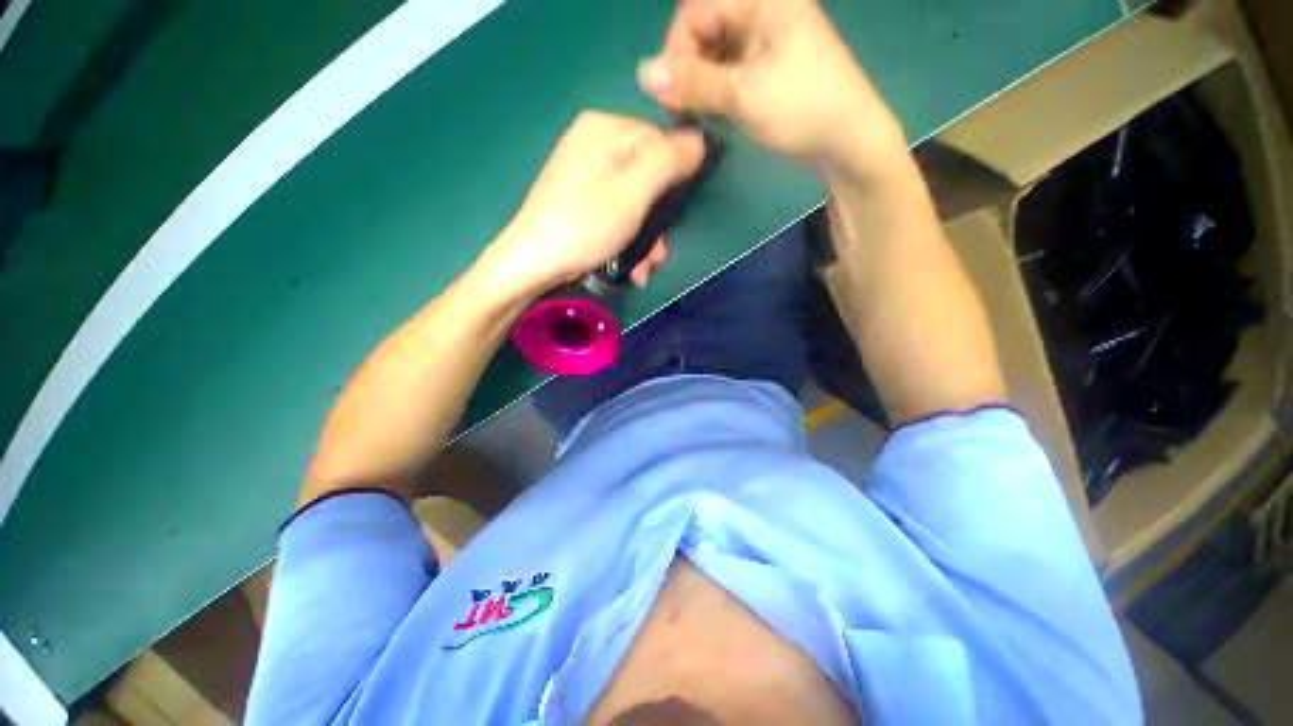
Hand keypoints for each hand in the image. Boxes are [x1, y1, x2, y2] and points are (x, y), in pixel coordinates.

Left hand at [483, 111, 704, 297]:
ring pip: (634, 202)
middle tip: (659, 254)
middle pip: (647, 178)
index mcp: (604, 129)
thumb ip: (668, 162)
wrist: (532, 264)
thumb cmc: (584, 225)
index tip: (675, 216)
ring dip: (645, 240)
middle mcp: (593, 145)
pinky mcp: (581, 202)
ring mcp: (585, 175)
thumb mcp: (633, 193)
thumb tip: (700, 141)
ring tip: (645, 269)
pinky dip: (627, 240)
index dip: (674, 180)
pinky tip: (631, 268)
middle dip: (657, 222)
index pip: (659, 141)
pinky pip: (617, 213)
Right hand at [638, 0, 906, 175]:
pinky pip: (729, 66)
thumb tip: (643, 74)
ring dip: (702, 84)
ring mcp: (766, 34)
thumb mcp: (742, 96)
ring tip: (707, 116)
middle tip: (688, 111)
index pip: (694, 11)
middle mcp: (761, 8)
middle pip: (703, 29)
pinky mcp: (768, 60)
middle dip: (689, 71)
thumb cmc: (802, 110)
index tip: (674, 97)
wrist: (847, 139)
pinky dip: (718, 90)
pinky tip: (721, 112)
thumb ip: (692, 83)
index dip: (677, 53)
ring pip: (713, 51)